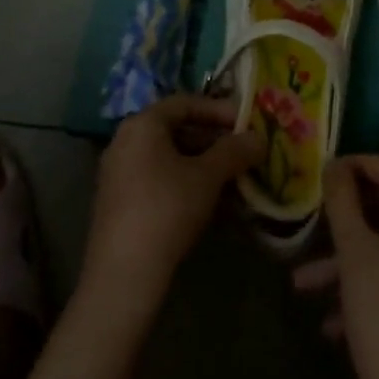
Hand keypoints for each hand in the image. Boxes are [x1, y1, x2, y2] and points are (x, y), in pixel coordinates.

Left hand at [81, 95, 262, 314]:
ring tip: (234, 180)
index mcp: (143, 124)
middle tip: (244, 153)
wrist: (123, 275)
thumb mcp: (208, 176)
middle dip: (214, 141)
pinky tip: (210, 204)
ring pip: (169, 158)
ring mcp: (118, 173)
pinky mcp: (119, 203)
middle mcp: (125, 141)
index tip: (246, 124)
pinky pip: (158, 180)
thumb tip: (259, 138)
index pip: (186, 103)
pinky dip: (185, 184)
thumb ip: (235, 151)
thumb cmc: (167, 209)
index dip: (219, 110)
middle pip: (177, 130)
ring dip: (203, 165)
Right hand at [293, 155, 378, 378]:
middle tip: (311, 222)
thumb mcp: (353, 252)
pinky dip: (365, 284)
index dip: (351, 165)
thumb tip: (335, 164)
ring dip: (345, 259)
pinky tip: (329, 323)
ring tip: (302, 284)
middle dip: (344, 219)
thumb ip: (342, 200)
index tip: (319, 175)